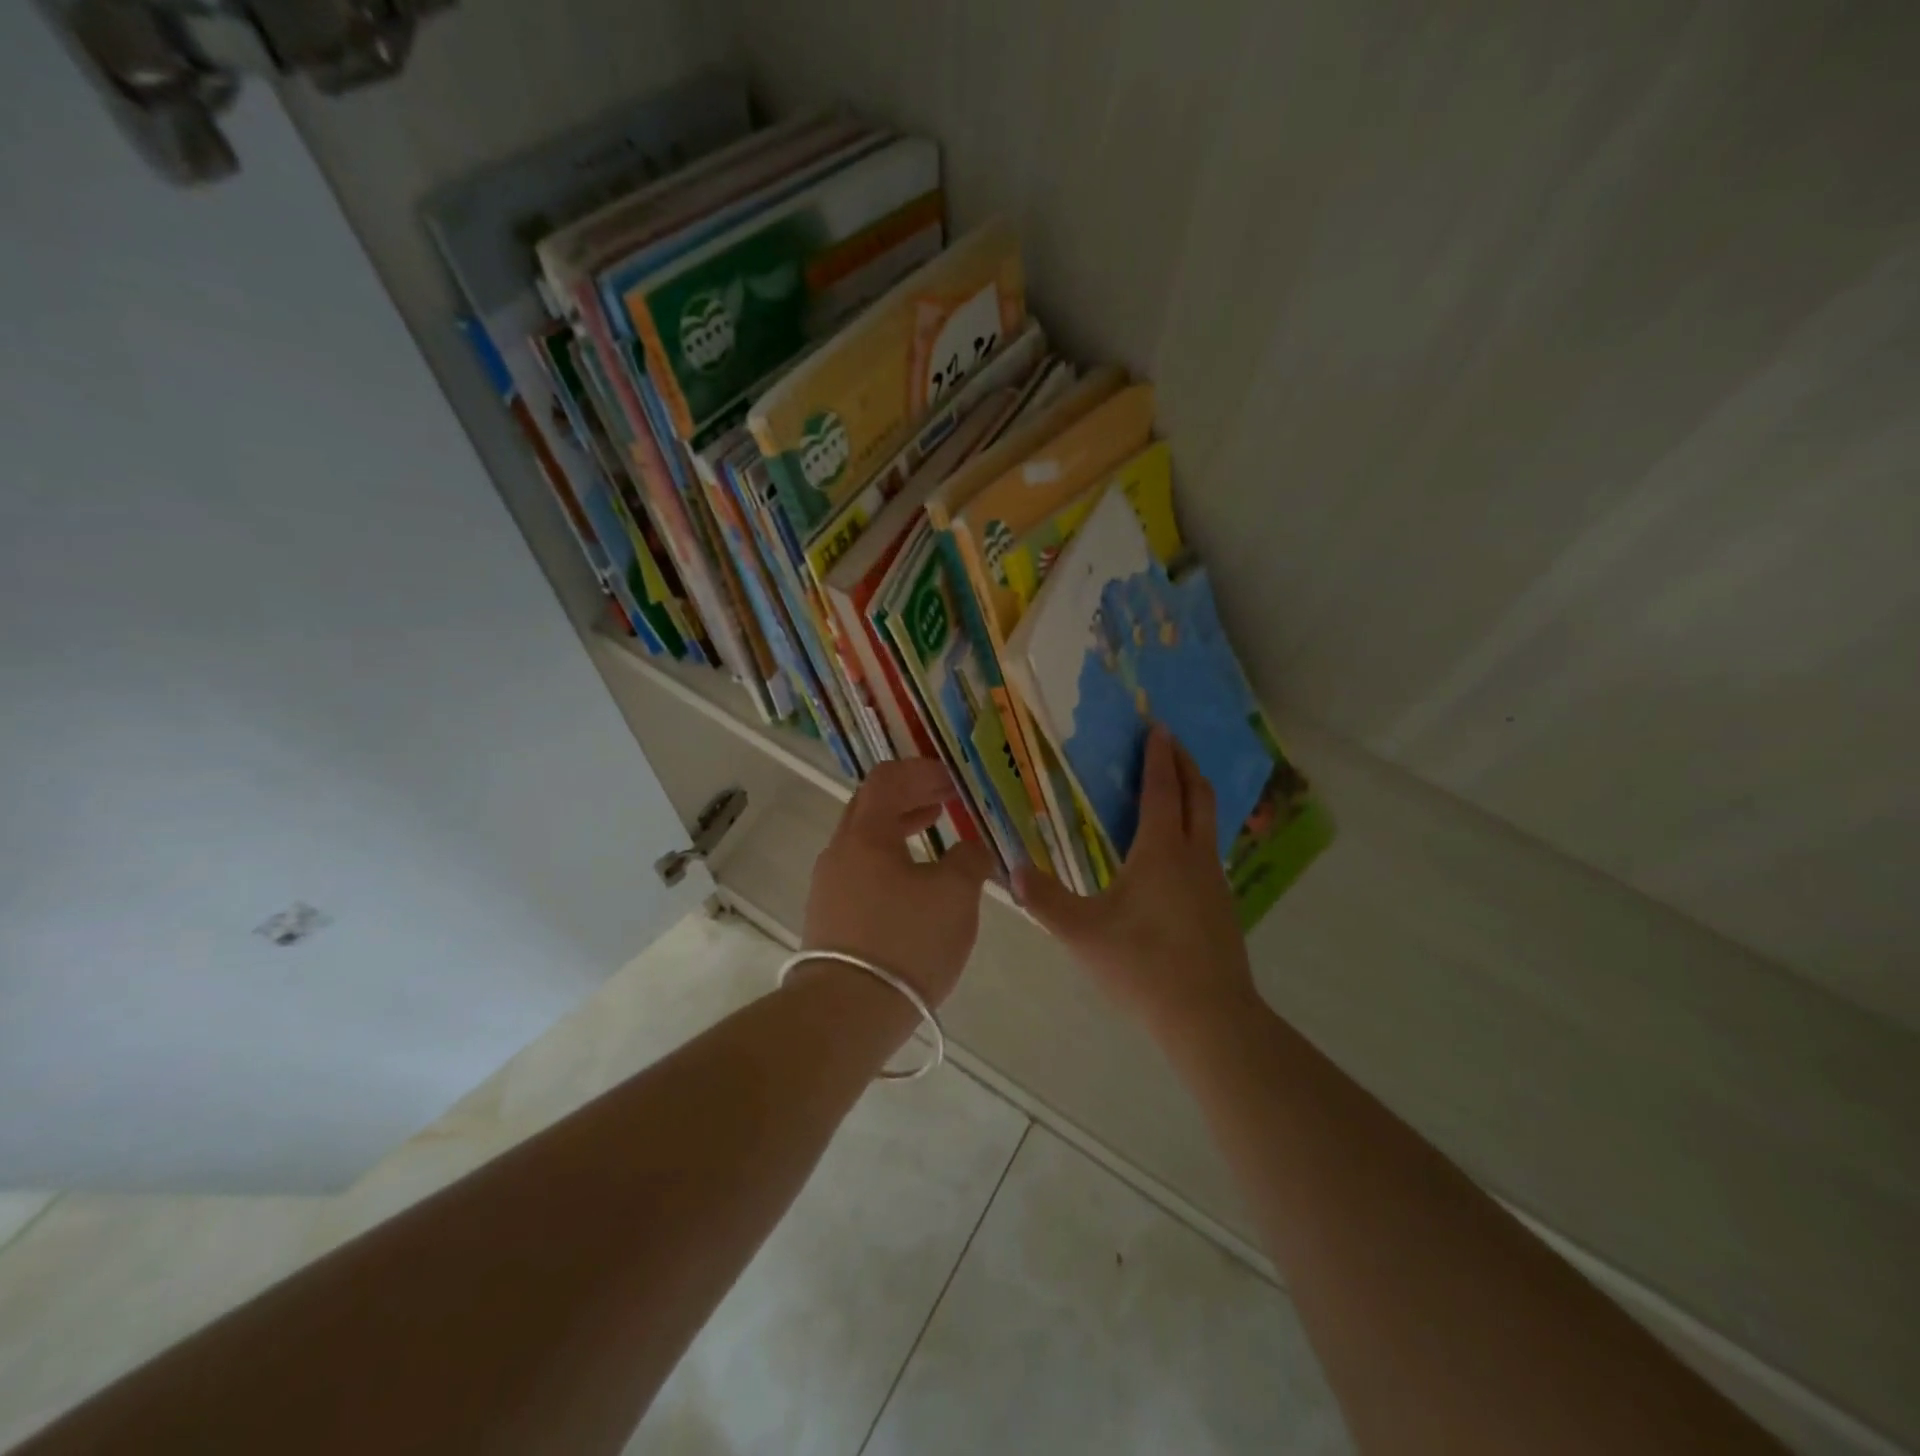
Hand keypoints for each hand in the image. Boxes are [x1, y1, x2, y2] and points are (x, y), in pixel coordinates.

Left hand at [801, 758, 995, 1007]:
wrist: (847, 1012)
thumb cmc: (906, 942)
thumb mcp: (955, 896)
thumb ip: (970, 860)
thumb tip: (972, 847)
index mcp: (865, 835)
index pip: (887, 779)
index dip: (922, 772)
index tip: (952, 781)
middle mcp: (839, 852)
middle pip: (871, 806)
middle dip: (910, 796)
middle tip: (946, 800)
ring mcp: (829, 886)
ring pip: (865, 841)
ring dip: (900, 828)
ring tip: (934, 832)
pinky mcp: (829, 917)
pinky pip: (861, 871)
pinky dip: (890, 859)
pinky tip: (914, 882)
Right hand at [1013, 725, 1258, 1042]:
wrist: (1209, 1015)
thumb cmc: (1142, 965)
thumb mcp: (1082, 933)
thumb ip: (1044, 899)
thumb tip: (1012, 870)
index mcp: (1161, 850)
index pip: (1162, 788)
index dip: (1158, 756)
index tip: (1156, 727)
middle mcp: (1194, 855)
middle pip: (1197, 795)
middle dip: (1184, 762)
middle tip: (1170, 742)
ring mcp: (1214, 880)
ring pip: (1209, 822)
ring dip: (1194, 794)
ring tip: (1175, 787)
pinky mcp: (1222, 905)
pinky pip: (1210, 849)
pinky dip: (1196, 828)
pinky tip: (1179, 852)